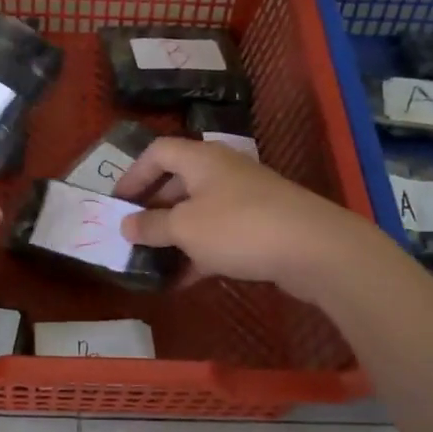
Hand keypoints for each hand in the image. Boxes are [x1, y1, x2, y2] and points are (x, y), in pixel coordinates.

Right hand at [115, 137, 375, 302]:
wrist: (315, 248)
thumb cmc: (239, 228)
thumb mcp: (185, 228)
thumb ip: (151, 226)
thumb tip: (126, 225)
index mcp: (201, 159)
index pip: (158, 152)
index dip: (133, 174)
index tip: (117, 202)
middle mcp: (222, 171)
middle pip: (178, 181)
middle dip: (153, 208)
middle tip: (133, 233)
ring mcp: (244, 199)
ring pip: (199, 211)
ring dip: (175, 234)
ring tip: (153, 260)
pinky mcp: (261, 226)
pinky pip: (219, 234)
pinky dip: (199, 252)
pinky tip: (185, 279)